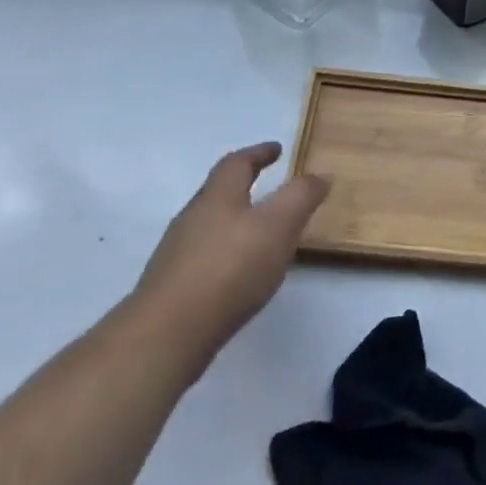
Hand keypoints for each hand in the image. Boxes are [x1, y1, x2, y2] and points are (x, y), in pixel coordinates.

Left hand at [129, 142, 329, 375]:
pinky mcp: (172, 287)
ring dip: (235, 222)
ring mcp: (177, 254)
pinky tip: (239, 275)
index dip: (258, 153)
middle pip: (219, 193)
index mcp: (217, 197)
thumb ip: (300, 197)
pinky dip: (225, 254)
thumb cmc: (229, 269)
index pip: (237, 163)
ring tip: (261, 235)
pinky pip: (204, 257)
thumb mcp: (278, 226)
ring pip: (210, 226)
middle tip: (271, 189)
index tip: (277, 149)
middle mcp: (192, 218)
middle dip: (245, 187)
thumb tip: (319, 175)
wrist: (166, 335)